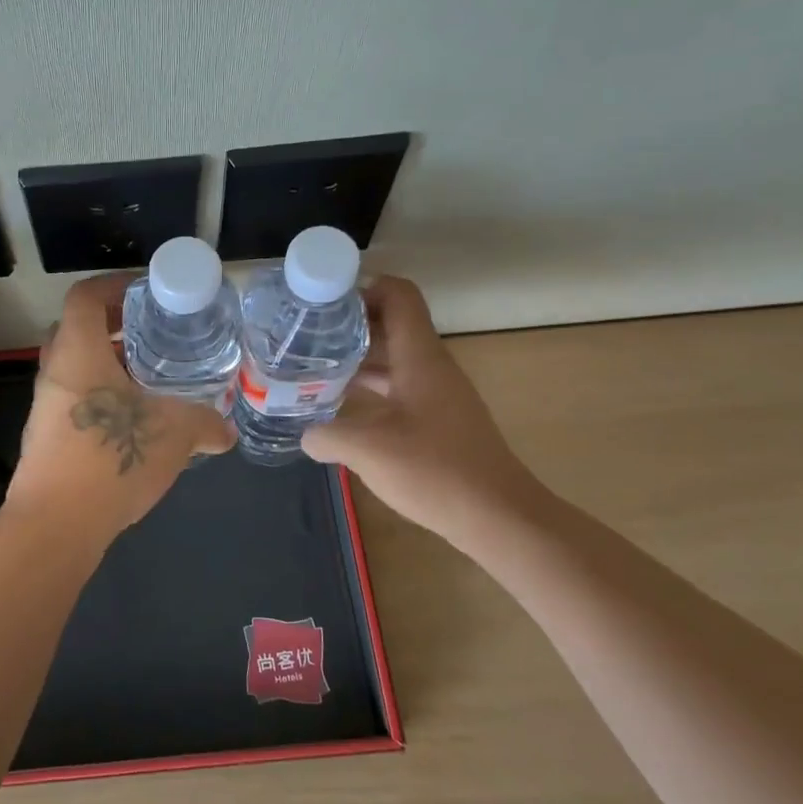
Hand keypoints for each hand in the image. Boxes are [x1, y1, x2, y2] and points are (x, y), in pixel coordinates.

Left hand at [5, 274, 234, 545]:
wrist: (55, 525)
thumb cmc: (112, 459)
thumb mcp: (174, 434)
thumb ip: (205, 424)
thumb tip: (226, 431)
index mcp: (78, 353)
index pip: (86, 297)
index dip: (114, 286)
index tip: (146, 294)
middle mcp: (55, 373)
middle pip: (78, 331)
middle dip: (115, 328)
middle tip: (155, 336)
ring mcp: (46, 408)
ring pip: (77, 370)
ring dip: (110, 368)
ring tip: (152, 381)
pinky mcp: (46, 439)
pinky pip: (76, 403)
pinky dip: (104, 401)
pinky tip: (136, 424)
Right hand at [301, 276, 546, 546]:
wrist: (497, 516)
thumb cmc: (434, 470)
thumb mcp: (367, 449)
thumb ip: (327, 435)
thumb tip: (306, 435)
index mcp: (420, 357)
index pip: (398, 294)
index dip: (362, 287)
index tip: (322, 303)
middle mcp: (431, 366)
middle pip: (391, 324)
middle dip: (348, 325)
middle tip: (304, 336)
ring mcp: (437, 394)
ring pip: (393, 358)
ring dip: (356, 359)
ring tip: (313, 369)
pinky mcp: (438, 420)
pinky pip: (398, 388)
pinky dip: (369, 388)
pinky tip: (341, 408)